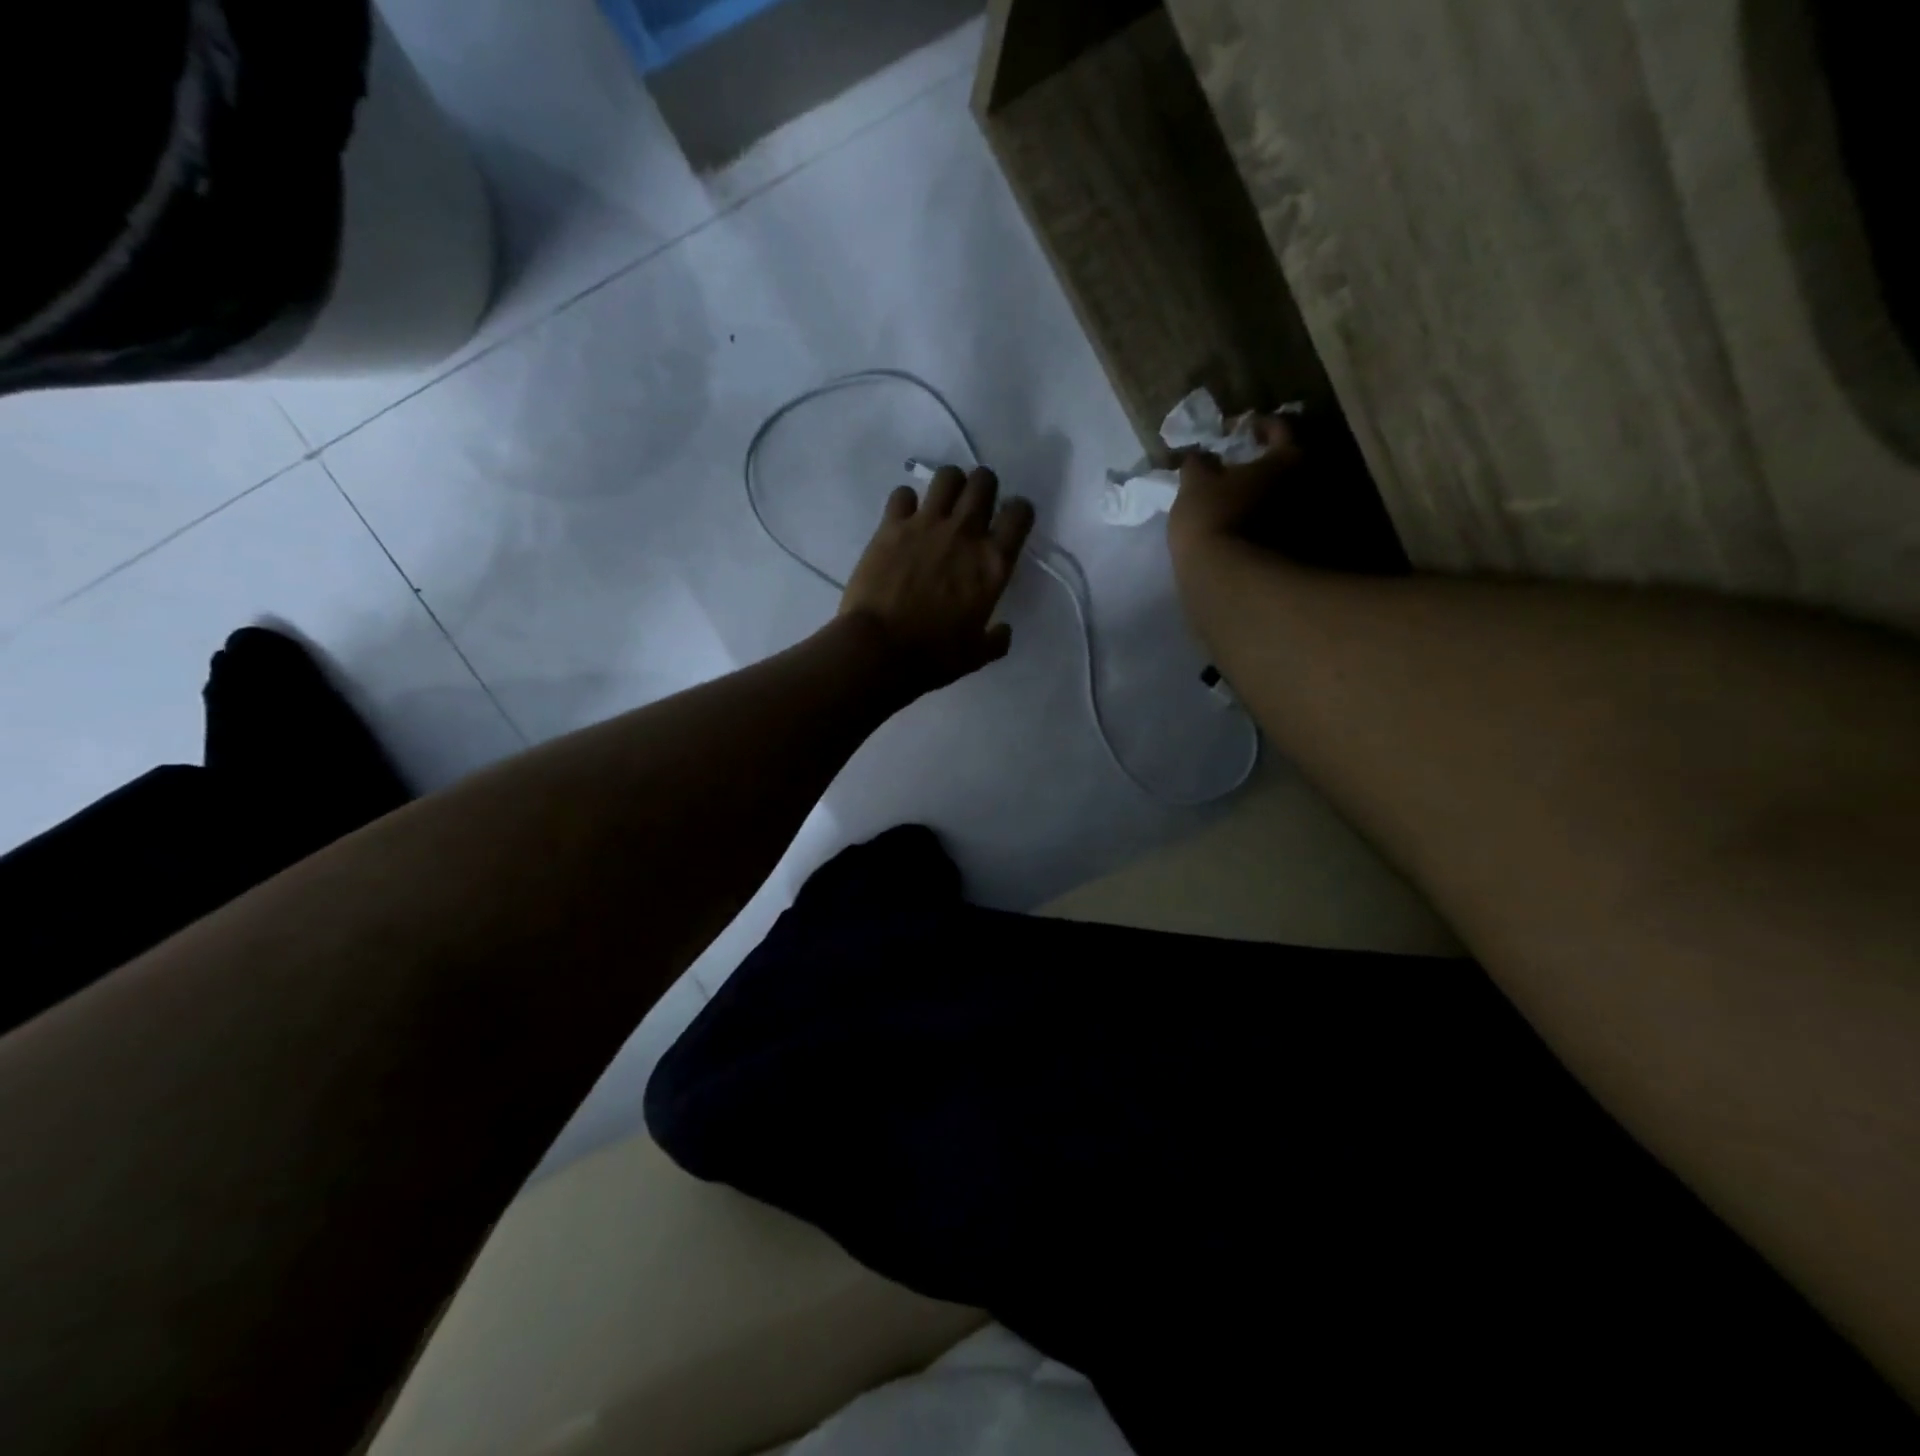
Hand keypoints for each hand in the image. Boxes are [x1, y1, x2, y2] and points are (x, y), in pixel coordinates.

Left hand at [840, 466, 1036, 695]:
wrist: (880, 650)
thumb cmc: (934, 656)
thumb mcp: (976, 655)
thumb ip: (995, 639)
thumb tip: (1003, 631)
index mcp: (993, 563)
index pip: (1020, 514)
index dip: (1018, 512)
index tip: (1009, 523)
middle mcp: (965, 533)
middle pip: (984, 481)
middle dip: (983, 487)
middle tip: (974, 507)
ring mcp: (926, 524)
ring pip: (947, 476)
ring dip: (949, 485)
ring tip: (942, 505)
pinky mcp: (891, 526)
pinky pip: (902, 494)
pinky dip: (905, 503)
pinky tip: (903, 520)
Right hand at [1166, 413, 1300, 568]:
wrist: (1225, 579)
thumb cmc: (1212, 518)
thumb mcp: (1195, 483)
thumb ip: (1198, 463)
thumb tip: (1199, 455)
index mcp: (1287, 459)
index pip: (1279, 427)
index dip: (1256, 424)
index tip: (1237, 429)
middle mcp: (1305, 484)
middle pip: (1286, 462)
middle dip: (1261, 461)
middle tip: (1235, 463)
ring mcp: (1302, 519)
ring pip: (1281, 494)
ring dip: (1260, 491)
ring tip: (1233, 496)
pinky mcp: (1291, 549)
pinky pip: (1275, 521)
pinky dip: (1259, 516)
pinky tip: (1237, 522)